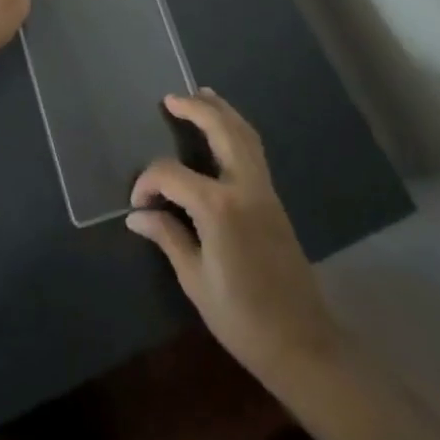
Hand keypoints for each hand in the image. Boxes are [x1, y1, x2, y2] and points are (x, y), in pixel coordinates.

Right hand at [128, 90, 343, 388]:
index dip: (148, 183)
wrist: (302, 344)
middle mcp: (244, 187)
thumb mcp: (195, 281)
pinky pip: (255, 150)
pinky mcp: (275, 200)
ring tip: (202, 95)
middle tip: (171, 98)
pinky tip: (226, 130)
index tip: (137, 204)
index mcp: (219, 207)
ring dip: (222, 111)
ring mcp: (265, 190)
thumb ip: (167, 237)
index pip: (172, 175)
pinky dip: (238, 130)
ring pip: (245, 134)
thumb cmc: (242, 318)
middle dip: (195, 109)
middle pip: (221, 130)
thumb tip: (137, 215)